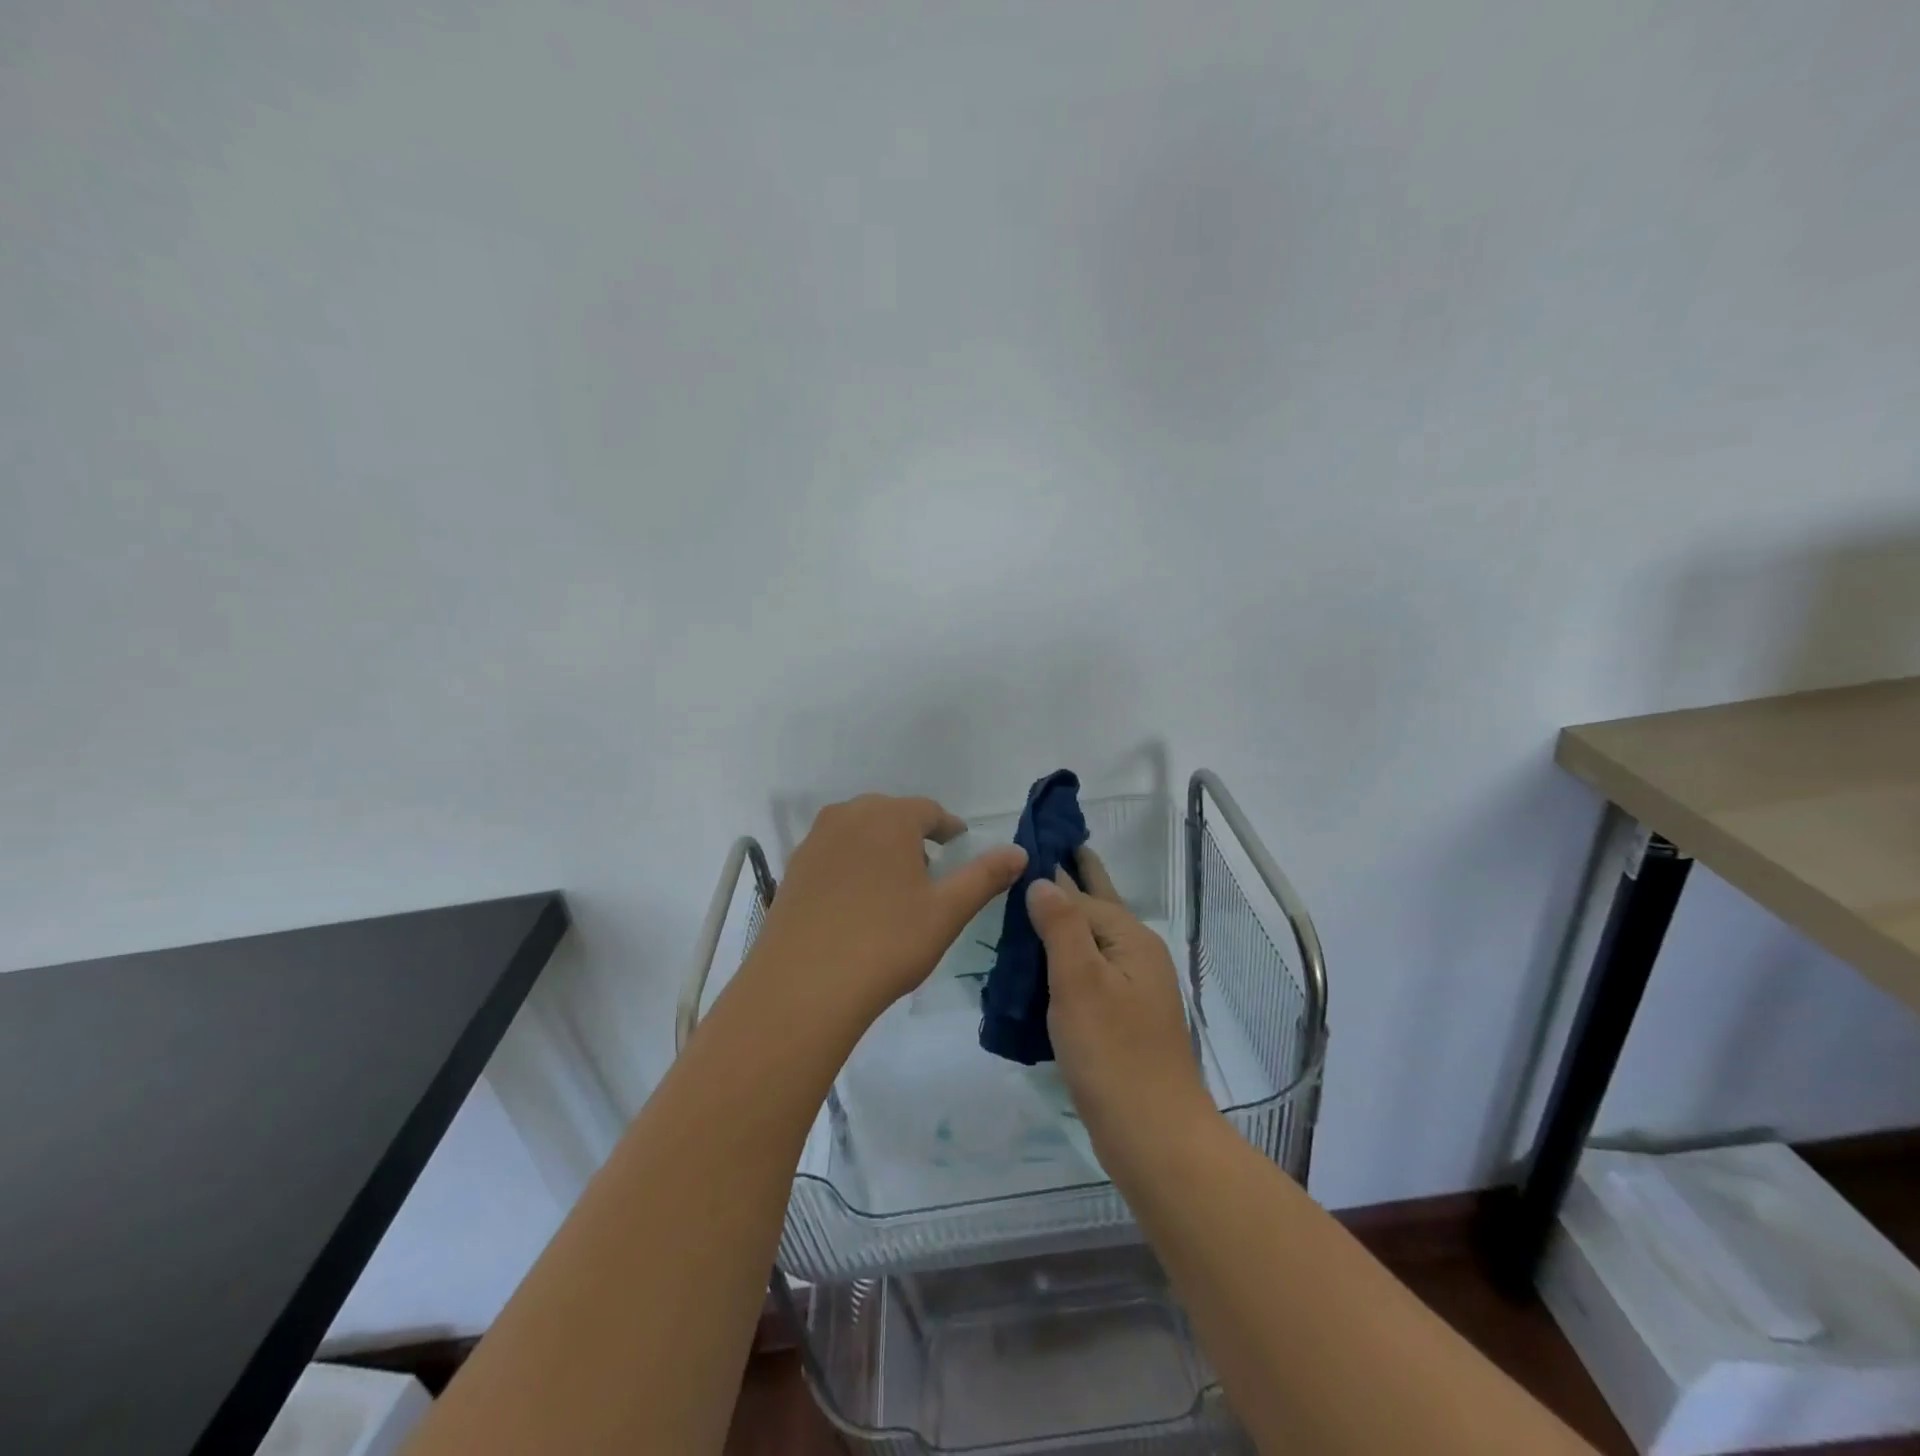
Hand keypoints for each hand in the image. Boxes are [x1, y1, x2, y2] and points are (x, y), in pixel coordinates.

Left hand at [747, 794, 1027, 1026]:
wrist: (802, 986)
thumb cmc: (885, 943)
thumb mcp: (946, 912)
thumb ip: (985, 877)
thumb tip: (1020, 852)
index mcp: (890, 817)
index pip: (929, 811)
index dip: (949, 829)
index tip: (959, 847)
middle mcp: (849, 816)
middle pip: (892, 815)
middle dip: (914, 836)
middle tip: (930, 871)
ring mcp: (815, 840)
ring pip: (860, 831)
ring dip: (881, 847)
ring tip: (894, 887)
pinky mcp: (793, 867)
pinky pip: (834, 852)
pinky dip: (852, 864)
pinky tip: (857, 901)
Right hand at [1028, 851, 1213, 1154]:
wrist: (1154, 1137)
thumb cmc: (1113, 1053)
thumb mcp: (1079, 982)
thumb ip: (1061, 925)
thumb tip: (1043, 880)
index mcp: (1131, 939)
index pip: (1081, 892)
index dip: (1052, 870)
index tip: (1024, 846)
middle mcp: (1136, 956)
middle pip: (1096, 907)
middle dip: (1070, 881)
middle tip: (1036, 854)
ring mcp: (1132, 989)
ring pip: (1089, 942)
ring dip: (1061, 923)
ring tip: (1022, 907)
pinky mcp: (1122, 1019)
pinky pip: (1088, 972)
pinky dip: (1063, 960)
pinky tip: (1038, 964)